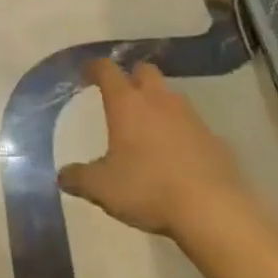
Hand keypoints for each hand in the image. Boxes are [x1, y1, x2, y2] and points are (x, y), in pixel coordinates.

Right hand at [57, 59, 243, 236]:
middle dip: (132, 77)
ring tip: (149, 126)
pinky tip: (177, 155)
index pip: (107, 70)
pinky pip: (193, 125)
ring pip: (171, 96)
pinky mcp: (214, 138)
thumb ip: (79, 178)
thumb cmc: (148, 189)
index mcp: (127, 104)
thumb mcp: (102, 188)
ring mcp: (191, 117)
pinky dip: (182, 131)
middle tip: (122, 96)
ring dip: (159, 103)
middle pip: (145, 71)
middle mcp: (159, 100)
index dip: (95, 67)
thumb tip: (62, 176)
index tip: (87, 72)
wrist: (212, 209)